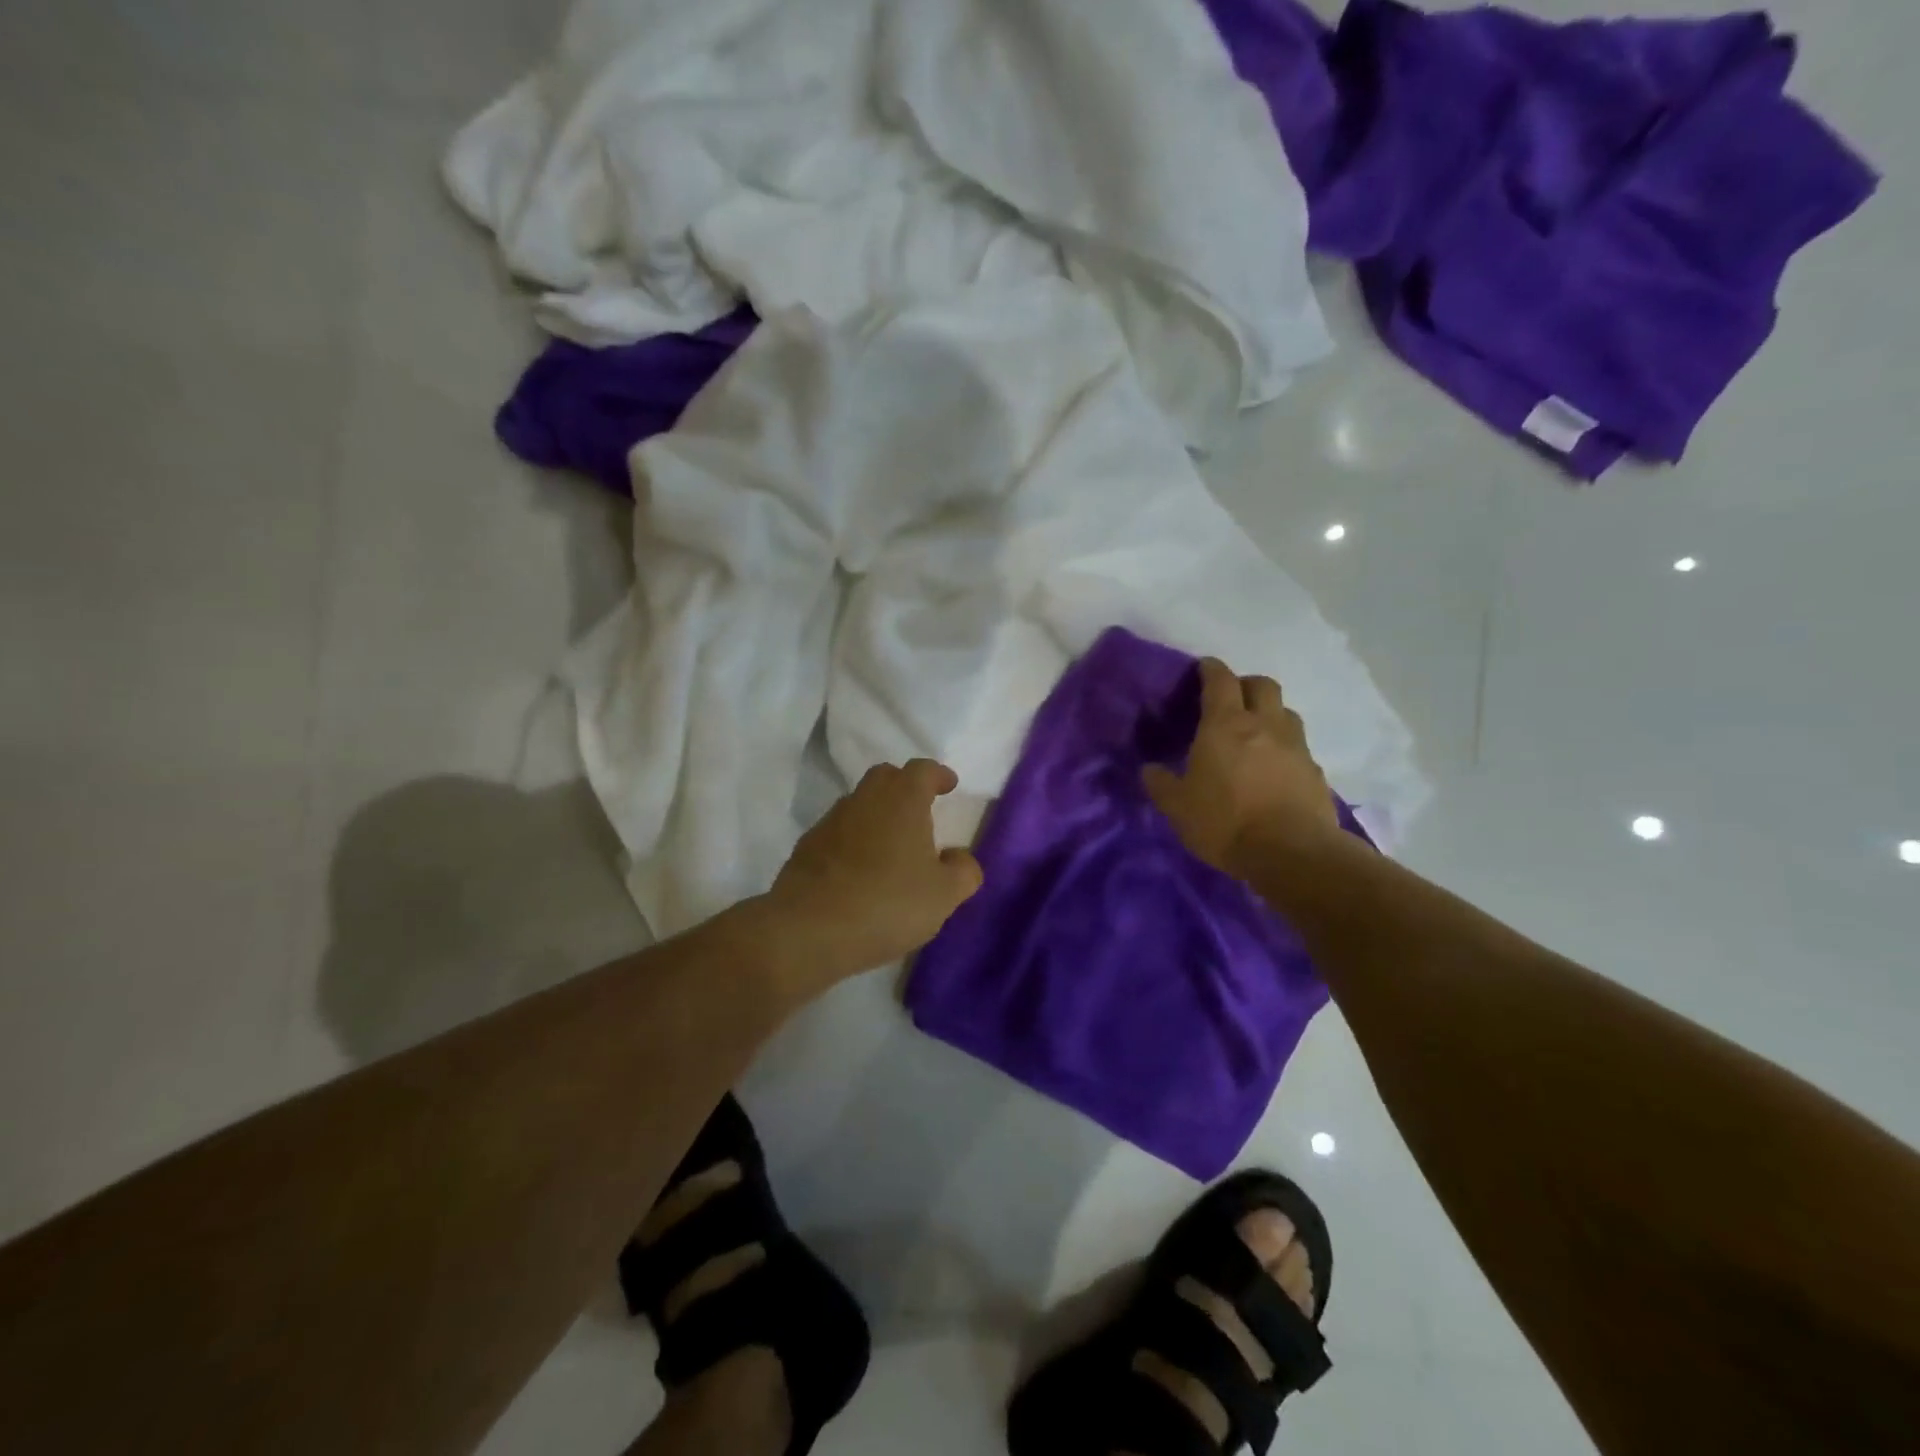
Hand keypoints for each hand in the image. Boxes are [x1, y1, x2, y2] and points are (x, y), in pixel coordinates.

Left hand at [761, 758, 982, 983]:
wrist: (809, 930)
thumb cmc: (888, 904)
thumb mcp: (944, 895)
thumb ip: (962, 871)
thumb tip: (957, 856)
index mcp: (902, 800)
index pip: (923, 770)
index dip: (938, 775)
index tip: (948, 785)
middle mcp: (864, 799)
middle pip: (886, 777)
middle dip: (905, 786)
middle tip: (920, 809)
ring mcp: (830, 821)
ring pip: (859, 804)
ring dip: (877, 815)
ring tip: (892, 845)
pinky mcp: (806, 847)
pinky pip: (838, 832)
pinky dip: (854, 840)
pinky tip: (860, 871)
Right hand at [1143, 658, 1343, 879]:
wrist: (1292, 854)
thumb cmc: (1225, 822)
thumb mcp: (1178, 808)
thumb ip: (1161, 784)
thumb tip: (1149, 770)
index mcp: (1225, 725)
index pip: (1220, 680)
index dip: (1210, 669)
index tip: (1203, 668)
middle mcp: (1264, 725)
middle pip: (1262, 685)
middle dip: (1245, 684)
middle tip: (1230, 699)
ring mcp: (1296, 747)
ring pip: (1285, 712)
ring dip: (1269, 714)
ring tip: (1254, 734)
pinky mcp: (1316, 772)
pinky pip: (1299, 747)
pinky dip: (1284, 748)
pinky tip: (1274, 770)